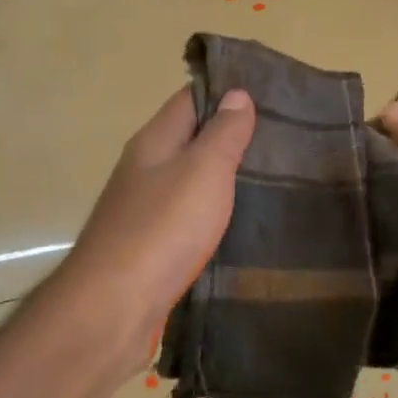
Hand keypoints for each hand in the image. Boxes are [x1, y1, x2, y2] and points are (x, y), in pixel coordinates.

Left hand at [49, 85, 255, 373]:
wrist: (115, 305)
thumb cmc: (163, 228)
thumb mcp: (202, 170)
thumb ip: (222, 133)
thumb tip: (236, 94)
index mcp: (154, 142)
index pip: (190, 99)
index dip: (226, 91)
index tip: (269, 93)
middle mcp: (144, 170)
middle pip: (189, 140)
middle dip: (229, 136)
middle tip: (282, 139)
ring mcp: (144, 210)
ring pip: (189, 181)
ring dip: (222, 177)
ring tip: (271, 177)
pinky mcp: (151, 247)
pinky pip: (187, 217)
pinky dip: (212, 212)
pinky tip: (239, 222)